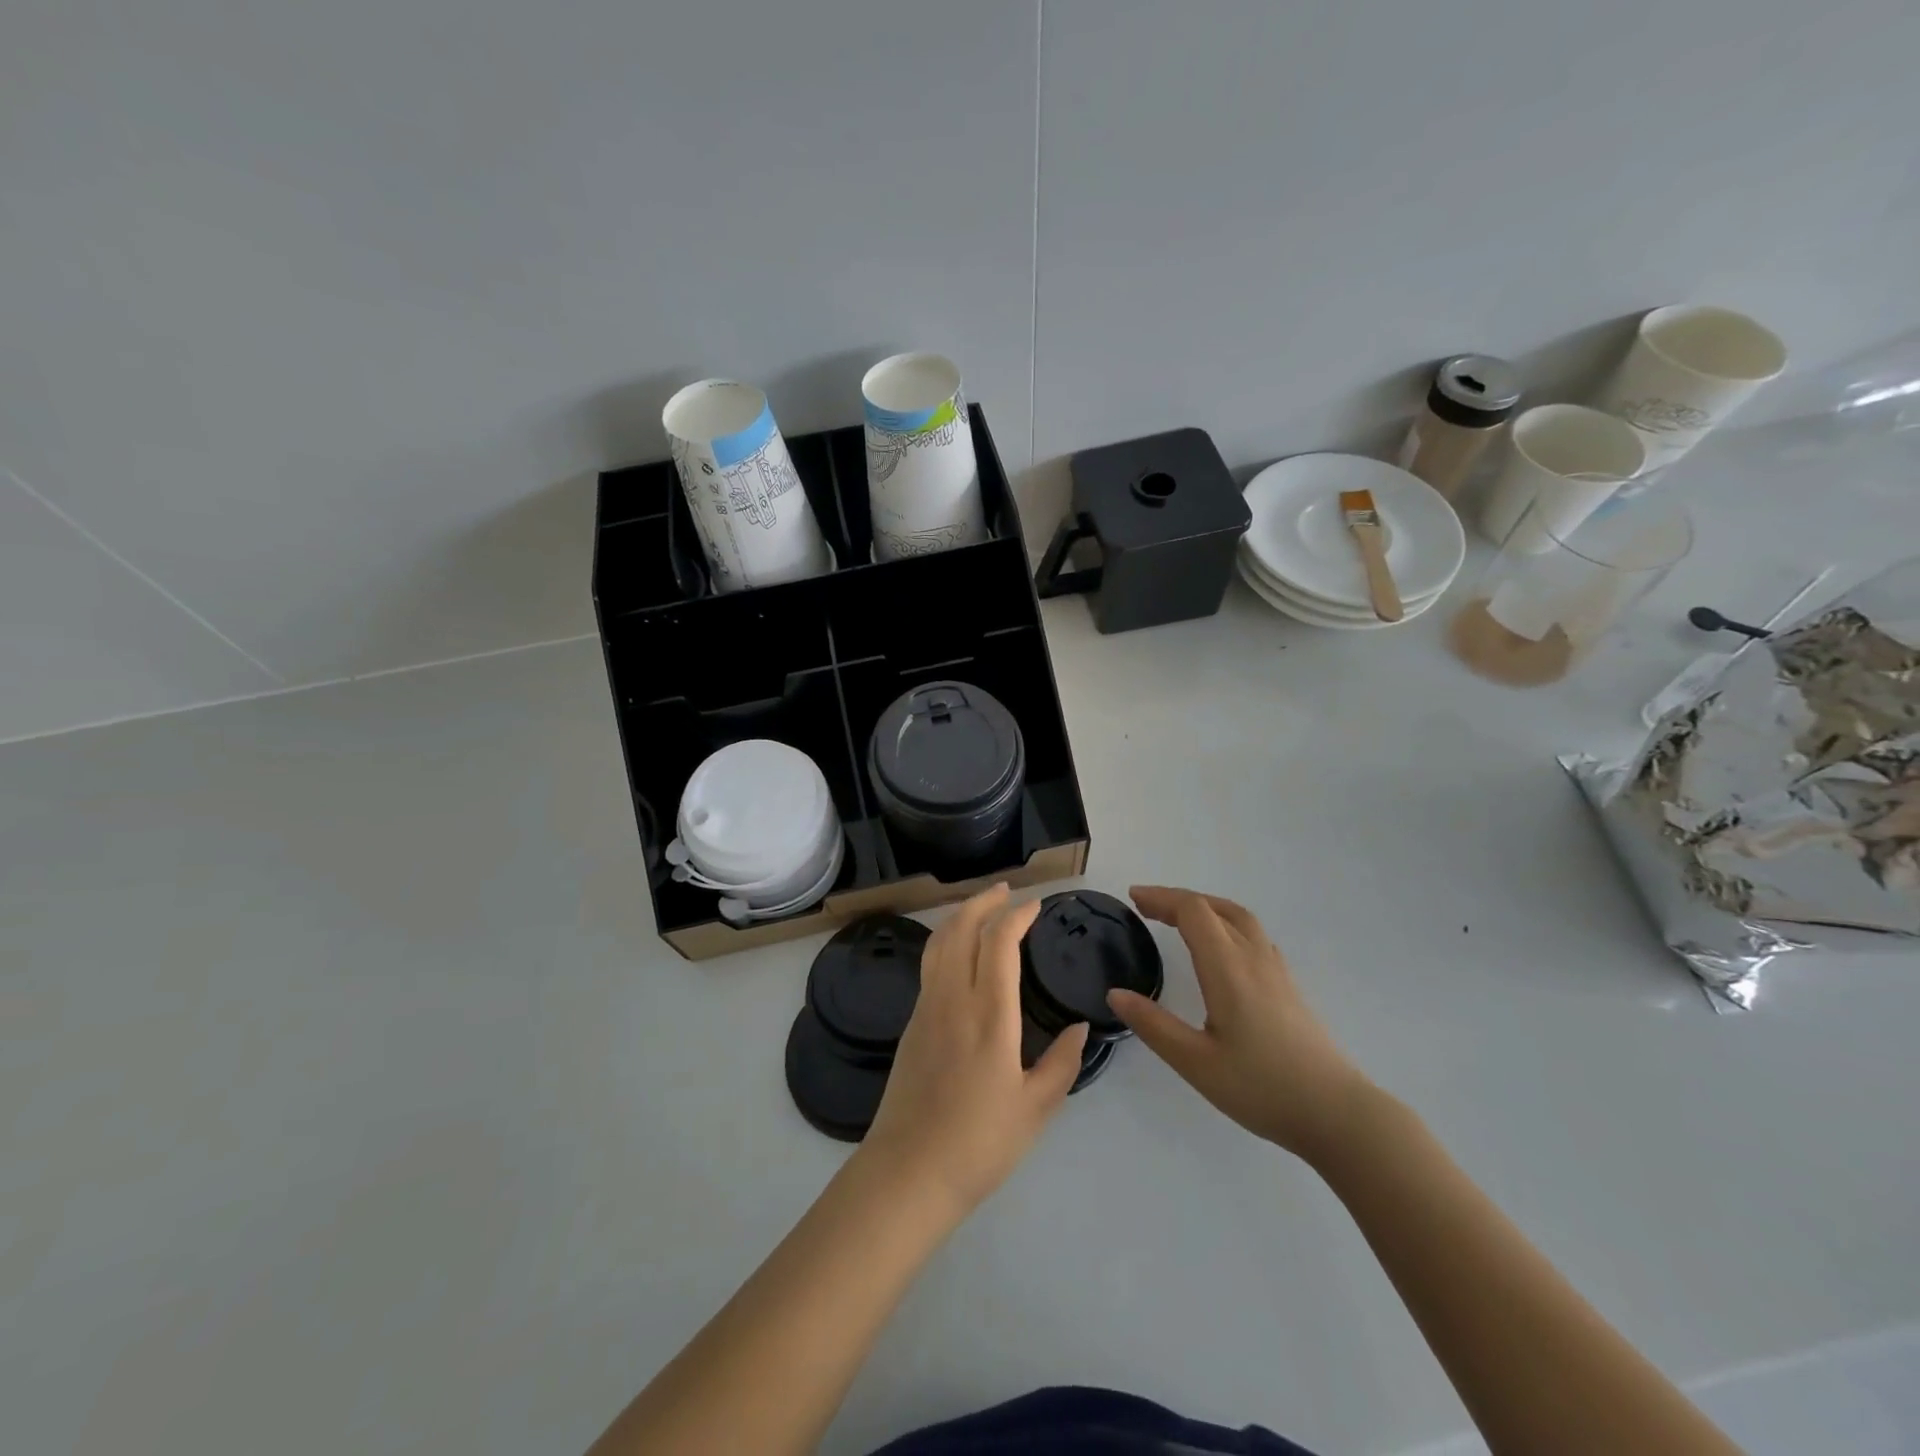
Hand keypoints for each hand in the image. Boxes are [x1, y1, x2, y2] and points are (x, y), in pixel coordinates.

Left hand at [859, 884, 1088, 1215]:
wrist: (909, 1171)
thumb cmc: (979, 1142)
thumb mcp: (1036, 1108)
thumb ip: (1062, 1062)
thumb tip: (1082, 1028)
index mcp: (990, 1014)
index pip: (1000, 942)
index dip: (1017, 916)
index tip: (1035, 906)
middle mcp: (954, 998)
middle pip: (962, 929)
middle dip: (984, 902)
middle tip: (1005, 890)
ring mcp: (926, 1007)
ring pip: (939, 942)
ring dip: (960, 916)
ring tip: (980, 907)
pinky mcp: (911, 1022)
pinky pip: (929, 964)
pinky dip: (946, 941)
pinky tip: (958, 951)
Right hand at [1108, 886, 1372, 1161]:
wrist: (1337, 1113)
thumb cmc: (1262, 1088)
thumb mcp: (1196, 1063)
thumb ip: (1153, 1025)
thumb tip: (1115, 994)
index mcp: (1228, 968)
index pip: (1193, 912)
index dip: (1161, 898)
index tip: (1133, 899)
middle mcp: (1253, 958)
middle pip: (1215, 907)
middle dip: (1178, 900)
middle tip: (1147, 907)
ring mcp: (1277, 970)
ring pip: (1239, 918)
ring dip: (1205, 908)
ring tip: (1179, 919)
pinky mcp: (1289, 986)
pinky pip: (1254, 935)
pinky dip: (1226, 924)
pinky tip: (1221, 949)